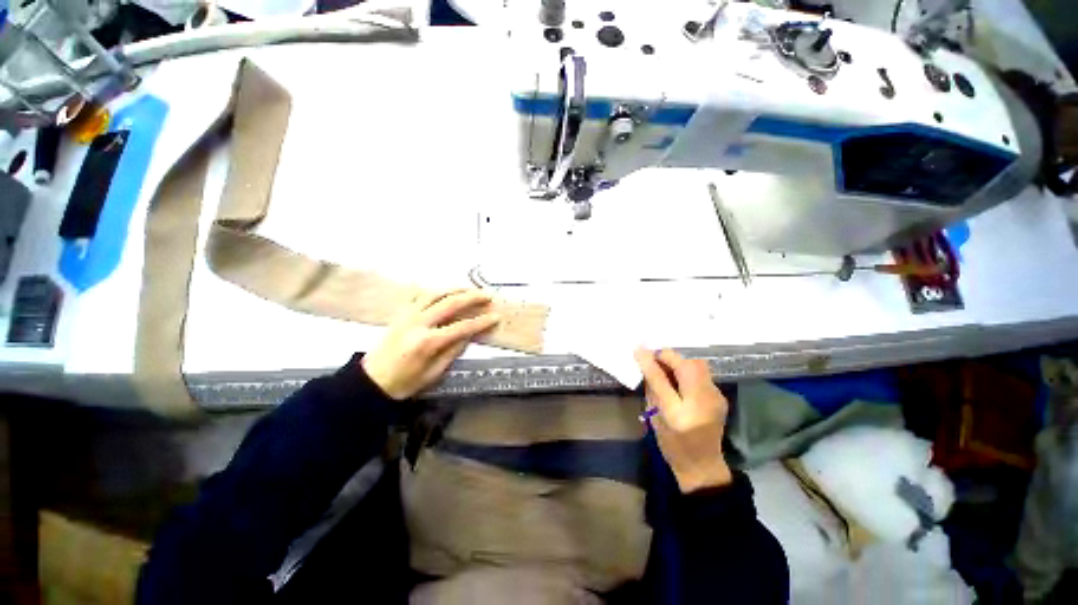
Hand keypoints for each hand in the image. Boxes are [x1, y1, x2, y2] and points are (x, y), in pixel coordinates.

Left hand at [362, 290, 500, 399]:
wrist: (371, 381)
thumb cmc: (405, 382)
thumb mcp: (434, 373)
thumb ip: (453, 351)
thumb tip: (470, 334)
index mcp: (428, 342)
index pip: (461, 327)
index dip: (481, 322)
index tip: (496, 317)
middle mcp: (418, 323)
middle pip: (449, 303)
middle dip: (471, 297)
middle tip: (487, 295)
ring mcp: (408, 315)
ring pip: (435, 293)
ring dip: (455, 289)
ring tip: (470, 288)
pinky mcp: (401, 313)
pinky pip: (420, 295)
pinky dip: (436, 290)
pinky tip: (446, 291)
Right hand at [634, 348, 731, 492]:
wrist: (703, 465)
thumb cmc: (671, 445)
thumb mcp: (655, 418)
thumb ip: (652, 389)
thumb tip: (646, 364)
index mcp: (678, 415)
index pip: (661, 380)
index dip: (649, 362)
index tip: (639, 349)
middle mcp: (701, 404)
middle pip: (688, 366)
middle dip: (670, 357)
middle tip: (656, 360)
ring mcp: (715, 399)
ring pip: (698, 365)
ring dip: (679, 362)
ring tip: (667, 368)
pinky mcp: (720, 396)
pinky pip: (702, 373)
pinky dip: (688, 370)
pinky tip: (680, 379)